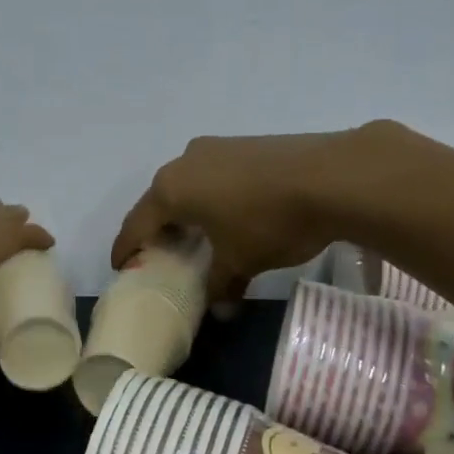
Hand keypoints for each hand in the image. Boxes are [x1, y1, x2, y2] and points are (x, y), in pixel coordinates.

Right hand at [112, 128, 377, 300]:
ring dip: (187, 210)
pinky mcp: (244, 144)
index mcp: (171, 190)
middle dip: (158, 228)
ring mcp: (216, 147)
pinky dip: (212, 196)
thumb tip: (220, 310)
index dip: (126, 249)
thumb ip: (221, 285)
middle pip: (160, 201)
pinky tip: (229, 214)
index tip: (120, 267)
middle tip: (161, 255)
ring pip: (189, 184)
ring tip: (197, 236)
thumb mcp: (240, 261)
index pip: (136, 224)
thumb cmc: (269, 222)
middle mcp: (184, 162)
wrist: (333, 175)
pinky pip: (215, 175)